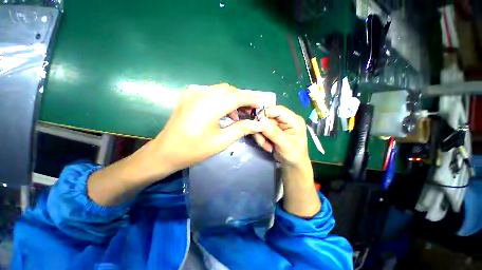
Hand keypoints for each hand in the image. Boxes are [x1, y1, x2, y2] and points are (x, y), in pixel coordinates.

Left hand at [150, 83, 263, 173]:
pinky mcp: (188, 94)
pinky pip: (211, 92)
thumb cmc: (194, 150)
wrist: (166, 152)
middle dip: (243, 99)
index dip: (251, 99)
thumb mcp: (221, 141)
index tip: (261, 104)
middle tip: (250, 112)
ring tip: (237, 115)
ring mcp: (192, 92)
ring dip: (232, 99)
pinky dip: (221, 99)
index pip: (237, 96)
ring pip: (221, 89)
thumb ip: (242, 129)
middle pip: (230, 90)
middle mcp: (200, 93)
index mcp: (209, 106)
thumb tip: (259, 124)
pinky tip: (223, 111)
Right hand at [253, 106, 309, 166]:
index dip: (265, 114)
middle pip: (268, 116)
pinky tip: (267, 145)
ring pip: (262, 124)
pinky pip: (262, 130)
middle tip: (261, 140)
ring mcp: (278, 124)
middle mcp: (286, 119)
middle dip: (262, 129)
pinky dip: (261, 138)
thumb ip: (274, 133)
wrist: (292, 164)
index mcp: (294, 120)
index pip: (278, 110)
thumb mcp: (285, 145)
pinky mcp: (273, 129)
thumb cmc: (294, 155)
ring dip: (261, 135)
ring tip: (266, 146)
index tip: (256, 124)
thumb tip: (261, 120)